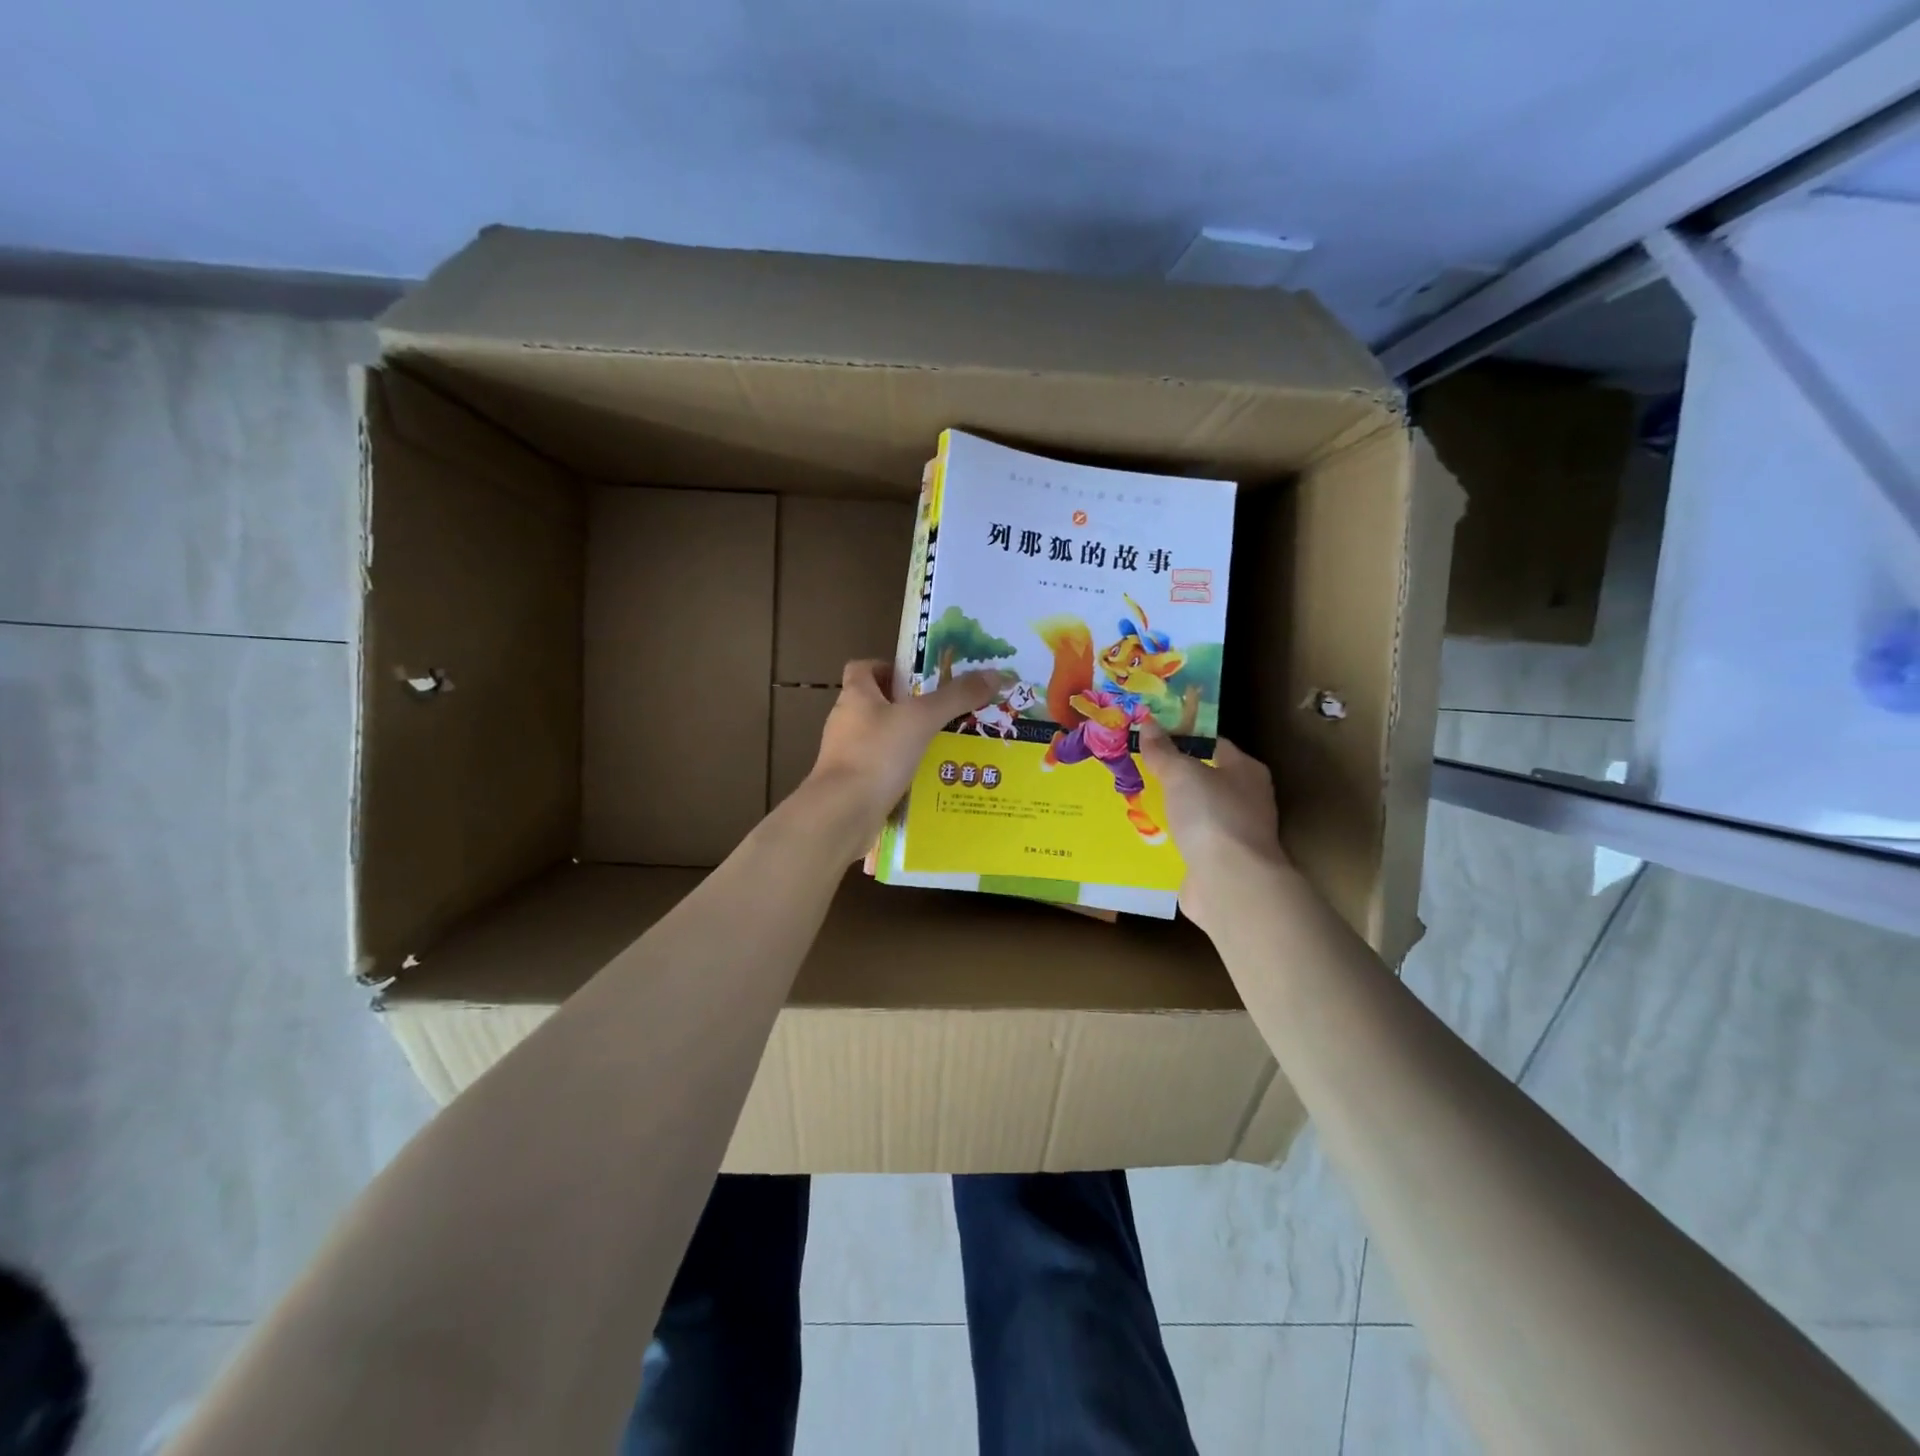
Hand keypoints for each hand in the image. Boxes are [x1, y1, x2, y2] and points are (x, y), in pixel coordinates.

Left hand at [804, 659, 1012, 850]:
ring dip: (904, 740)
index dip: (887, 668)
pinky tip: (924, 779)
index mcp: (855, 696)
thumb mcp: (922, 719)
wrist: (842, 813)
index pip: (862, 668)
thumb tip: (994, 673)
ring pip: (878, 738)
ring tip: (940, 747)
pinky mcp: (850, 784)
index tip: (916, 679)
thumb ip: (956, 697)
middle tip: (941, 713)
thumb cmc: (878, 754)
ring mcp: (844, 755)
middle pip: (873, 703)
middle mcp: (845, 721)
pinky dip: (898, 770)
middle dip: (905, 706)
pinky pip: (878, 769)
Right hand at [1138, 722, 1289, 933]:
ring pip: (1199, 813)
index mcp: (1247, 771)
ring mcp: (1236, 834)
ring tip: (1139, 801)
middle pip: (1207, 779)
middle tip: (1141, 768)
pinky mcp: (1221, 862)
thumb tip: (1149, 724)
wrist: (1230, 882)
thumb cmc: (1212, 815)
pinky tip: (1151, 835)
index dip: (1185, 738)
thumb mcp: (1181, 774)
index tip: (1154, 737)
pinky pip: (1193, 842)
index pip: (1215, 744)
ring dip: (1175, 810)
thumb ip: (1164, 751)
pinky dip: (1175, 838)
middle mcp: (1247, 799)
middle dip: (1177, 777)